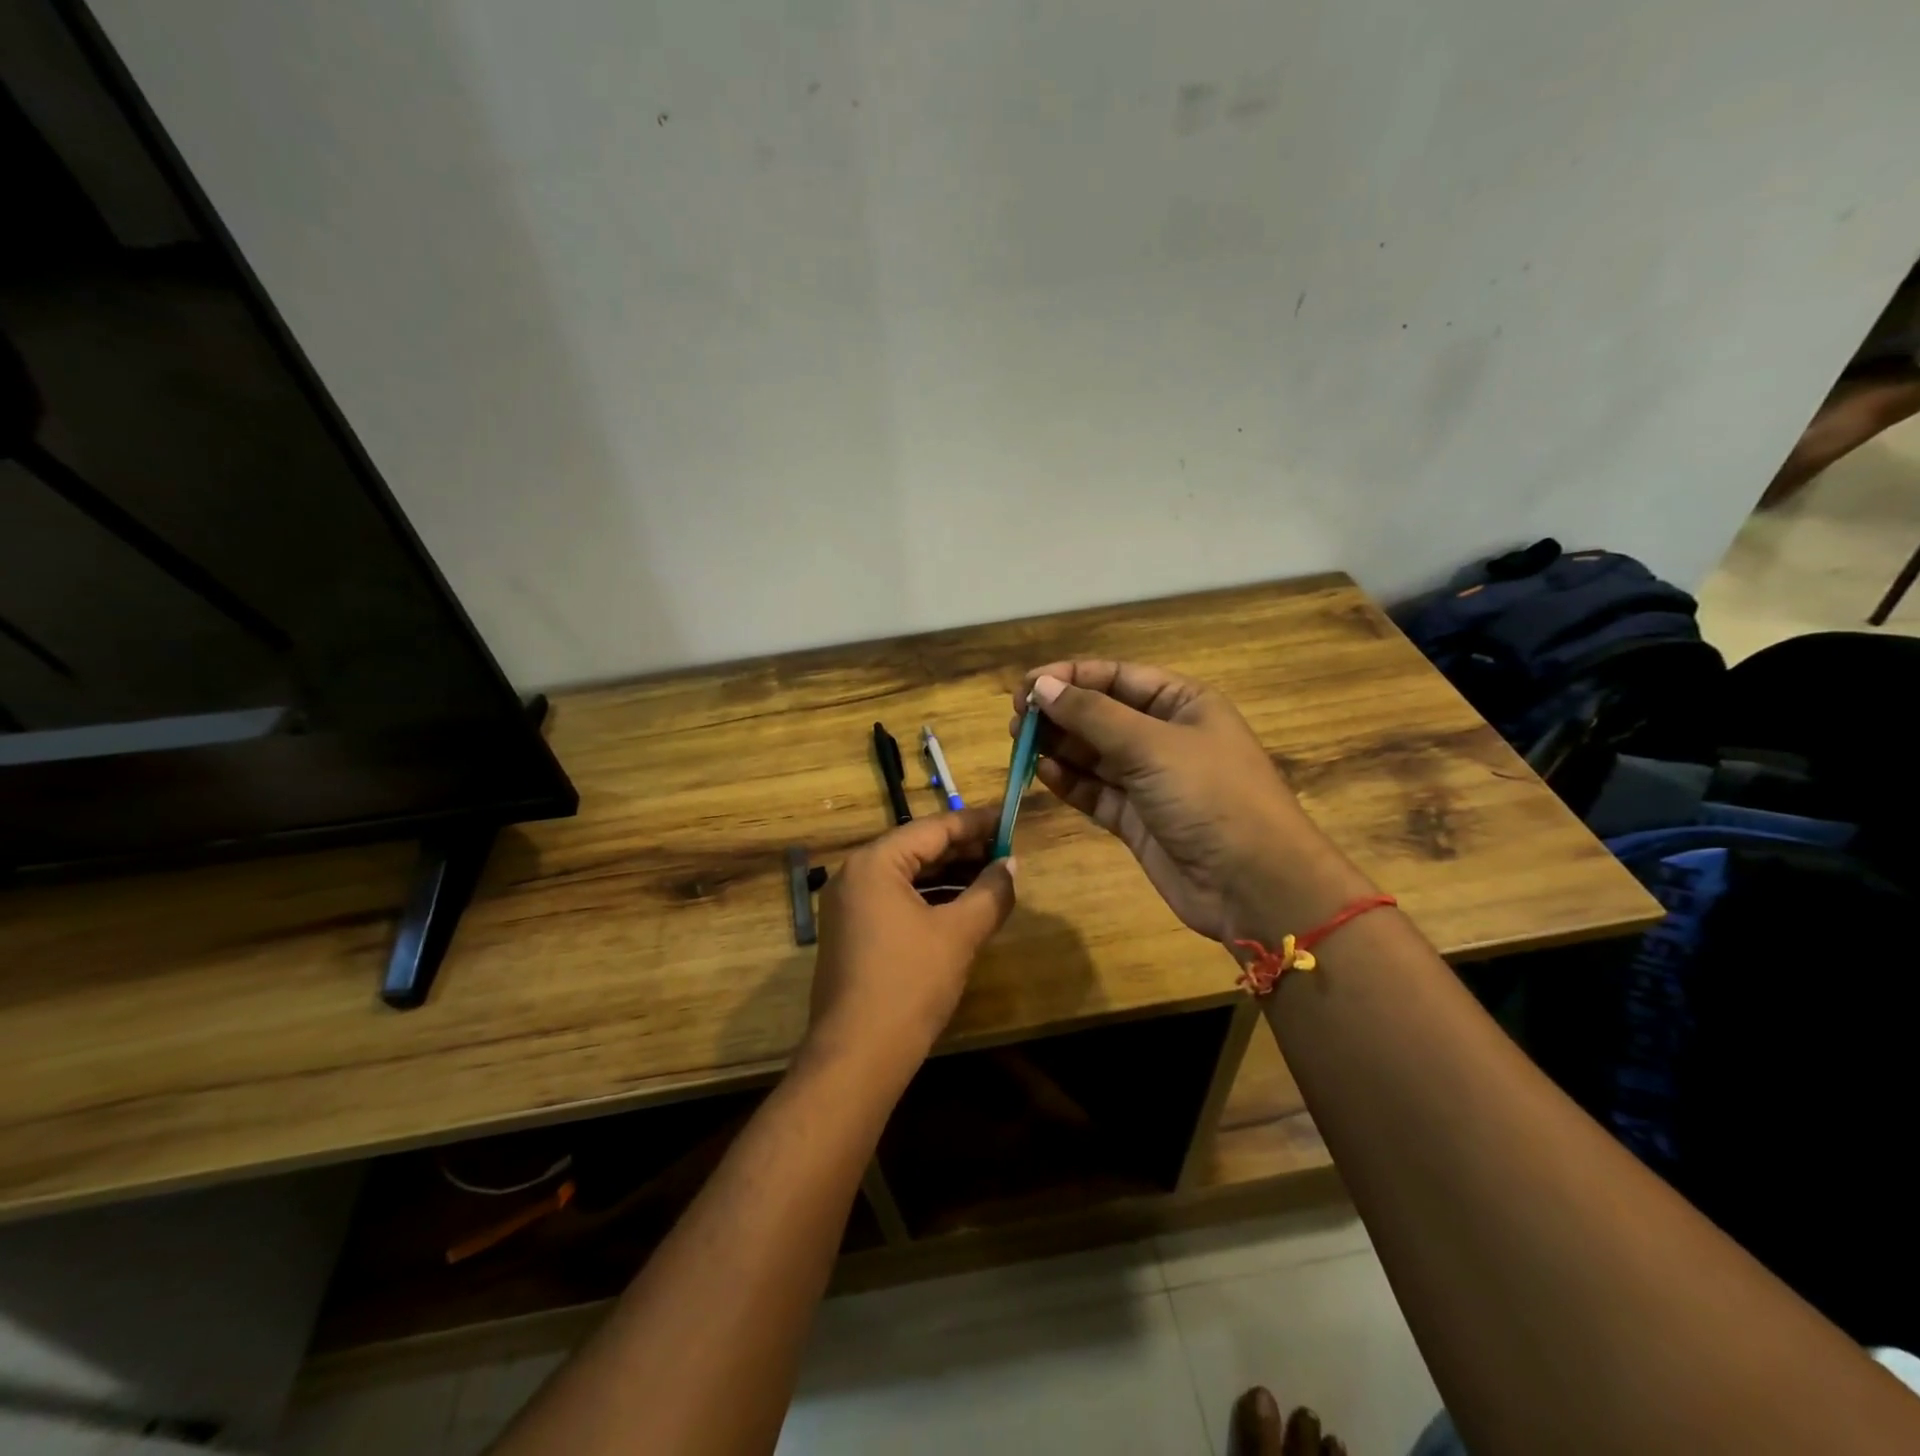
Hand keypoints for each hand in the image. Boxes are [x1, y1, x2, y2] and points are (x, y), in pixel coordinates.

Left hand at [804, 808, 1016, 1078]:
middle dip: (964, 850)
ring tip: (992, 877)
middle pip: (918, 849)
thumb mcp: (959, 934)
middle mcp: (855, 875)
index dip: (975, 823)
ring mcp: (848, 906)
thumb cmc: (910, 984)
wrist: (857, 1056)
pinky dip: (930, 899)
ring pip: (908, 876)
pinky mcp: (852, 933)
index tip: (1009, 818)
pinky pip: (896, 900)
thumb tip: (1011, 864)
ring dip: (949, 876)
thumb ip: (991, 892)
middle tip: (1007, 850)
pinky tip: (963, 908)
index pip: (933, 828)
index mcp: (875, 863)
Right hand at [1013, 662, 1368, 942]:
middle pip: (1100, 714)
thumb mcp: (1151, 745)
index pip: (1117, 677)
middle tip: (1017, 721)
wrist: (1253, 884)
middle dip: (1060, 714)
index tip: (1027, 688)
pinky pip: (1095, 791)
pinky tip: (1043, 773)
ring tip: (1020, 744)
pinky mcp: (1136, 819)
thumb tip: (1043, 687)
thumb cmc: (1210, 796)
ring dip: (1058, 747)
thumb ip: (1092, 715)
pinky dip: (1070, 782)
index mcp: (1182, 704)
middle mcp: (1165, 736)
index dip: (1071, 678)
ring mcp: (1150, 780)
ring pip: (1093, 754)